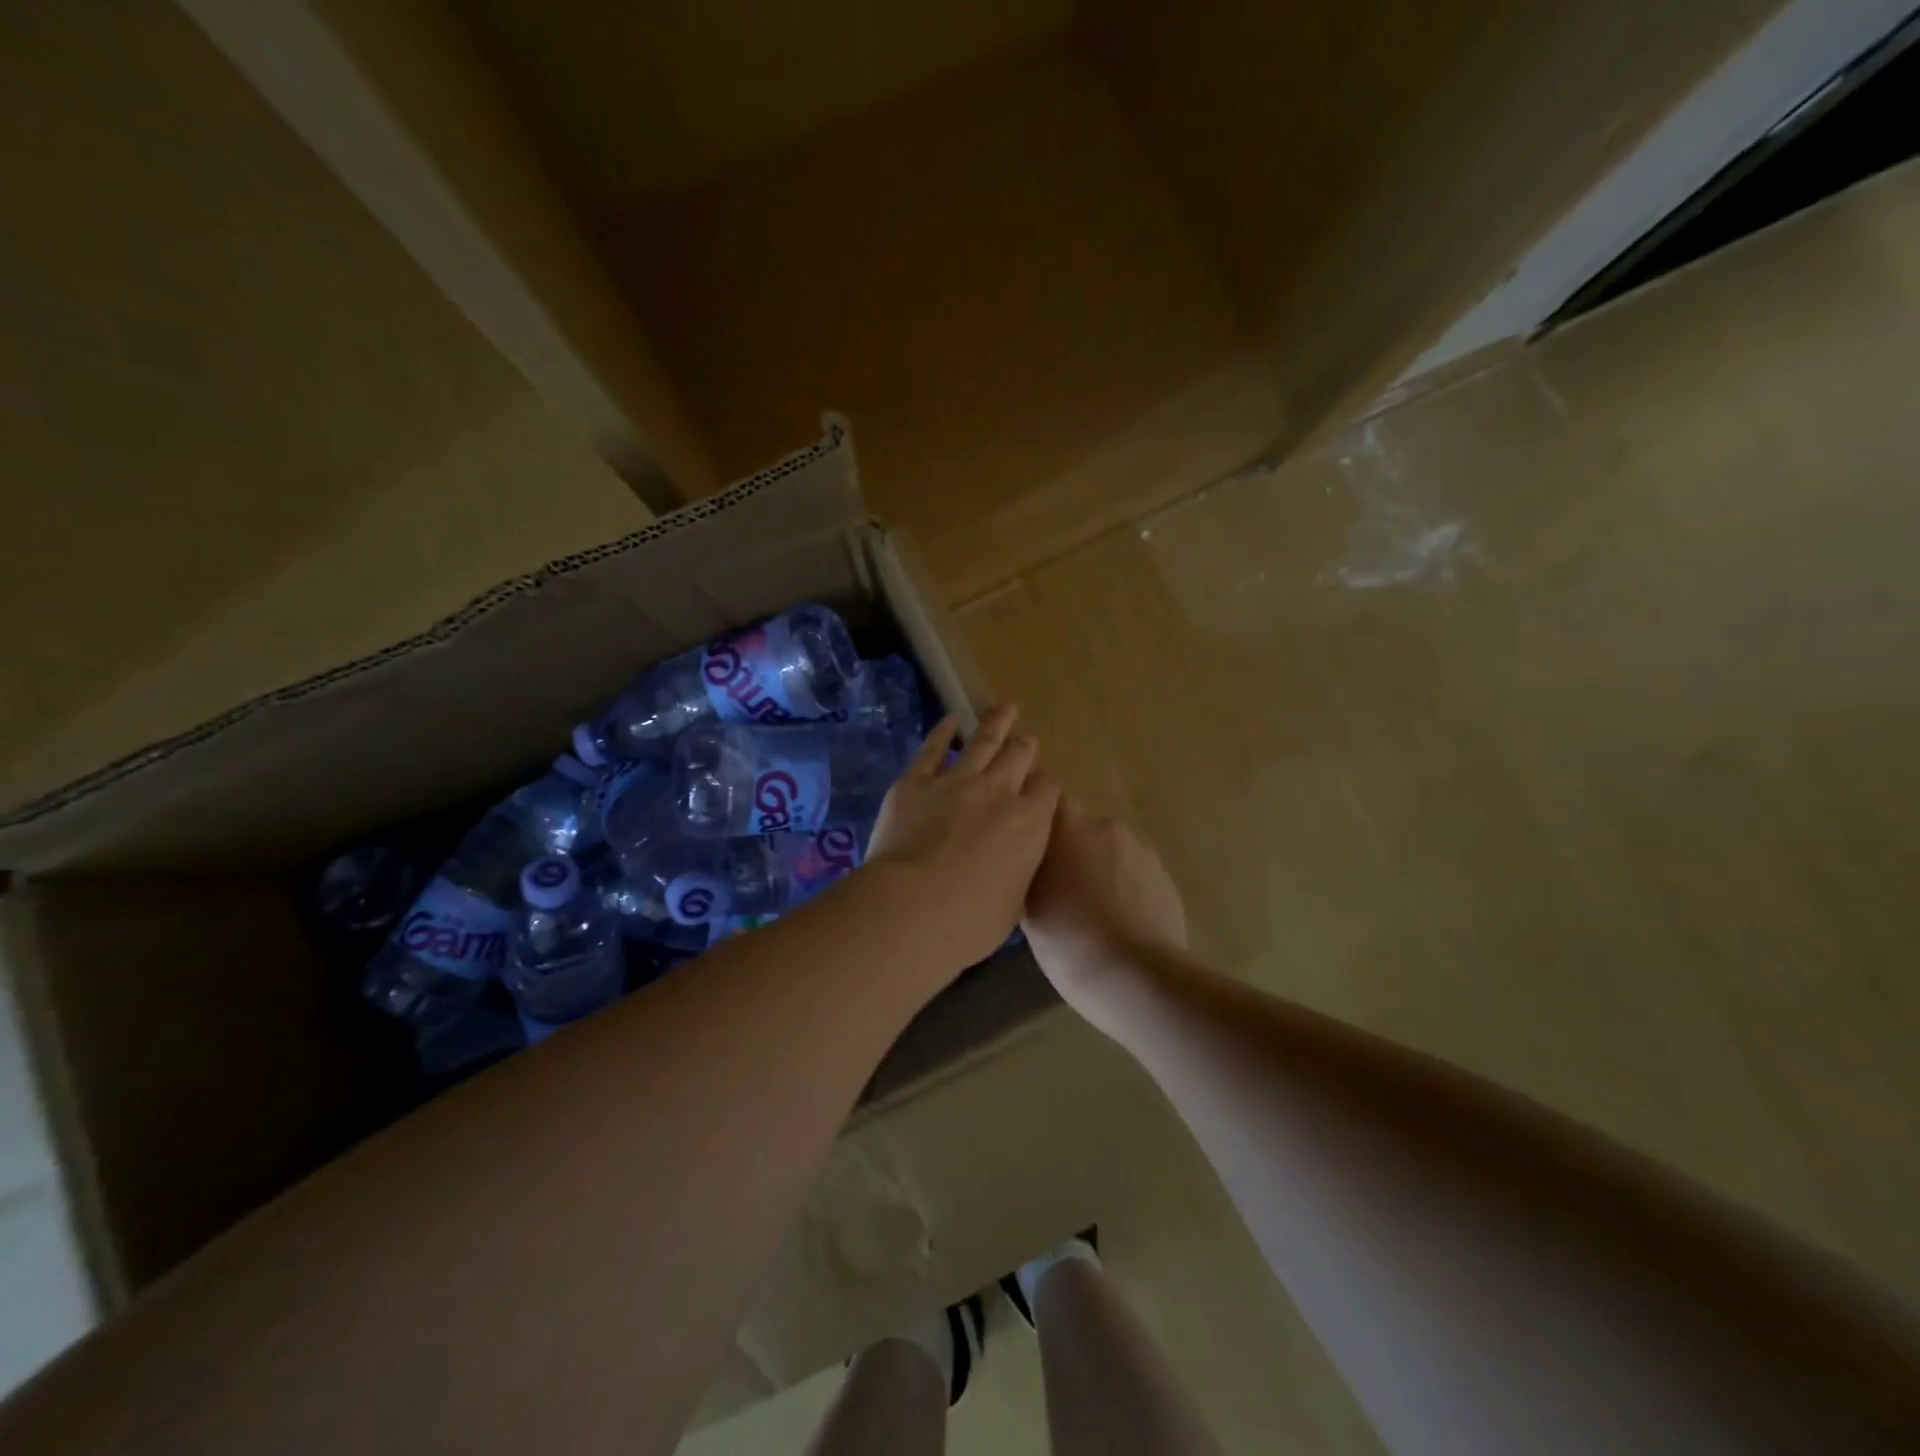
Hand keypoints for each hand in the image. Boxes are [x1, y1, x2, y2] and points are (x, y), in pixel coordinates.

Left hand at [866, 704, 1060, 974]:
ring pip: (983, 741)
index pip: (1047, 789)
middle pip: (1019, 756)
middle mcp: (999, 792)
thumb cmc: (971, 921)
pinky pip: (933, 748)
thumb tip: (1012, 862)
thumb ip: (1017, 870)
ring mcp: (956, 781)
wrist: (914, 907)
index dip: (1044, 785)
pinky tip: (950, 720)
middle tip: (1025, 740)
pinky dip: (943, 731)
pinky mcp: (915, 781)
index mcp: (1031, 823)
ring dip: (995, 723)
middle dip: (1025, 747)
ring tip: (1004, 708)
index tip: (1040, 788)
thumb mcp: (1013, 902)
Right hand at [1023, 799, 1186, 1006]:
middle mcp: (1105, 828)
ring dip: (1103, 872)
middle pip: (1083, 832)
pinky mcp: (1166, 878)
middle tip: (1064, 893)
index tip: (1036, 852)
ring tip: (1097, 915)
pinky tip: (1123, 925)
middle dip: (1075, 854)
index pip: (1050, 804)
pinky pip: (1137, 876)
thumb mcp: (1028, 912)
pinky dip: (1128, 891)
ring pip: (1113, 854)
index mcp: (1067, 829)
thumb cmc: (1069, 941)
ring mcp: (1141, 852)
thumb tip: (1029, 867)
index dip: (1044, 826)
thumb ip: (1028, 875)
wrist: (1137, 977)